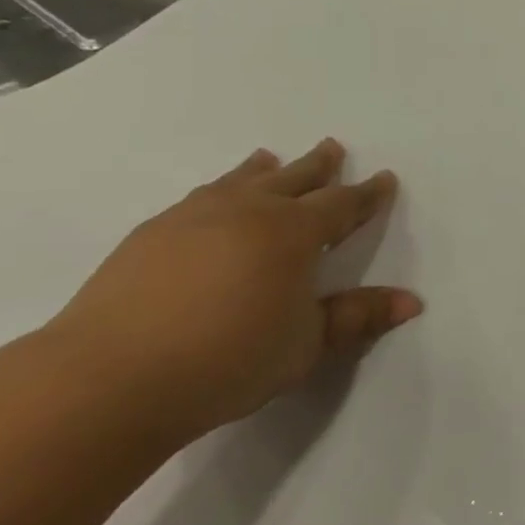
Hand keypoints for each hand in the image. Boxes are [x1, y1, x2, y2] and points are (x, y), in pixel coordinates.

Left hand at [45, 138, 420, 440]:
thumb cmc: (229, 360)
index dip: (366, 195)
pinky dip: (220, 188)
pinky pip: (200, 196)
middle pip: (294, 179)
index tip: (384, 179)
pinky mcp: (152, 233)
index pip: (341, 204)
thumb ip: (357, 318)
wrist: (111, 377)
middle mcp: (248, 210)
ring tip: (270, 158)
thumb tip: (412, 302)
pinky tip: (212, 199)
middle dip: (319, 166)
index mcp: (294, 233)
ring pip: (241, 180)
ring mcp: (195, 216)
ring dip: (264, 169)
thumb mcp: (306, 344)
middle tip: (333, 147)